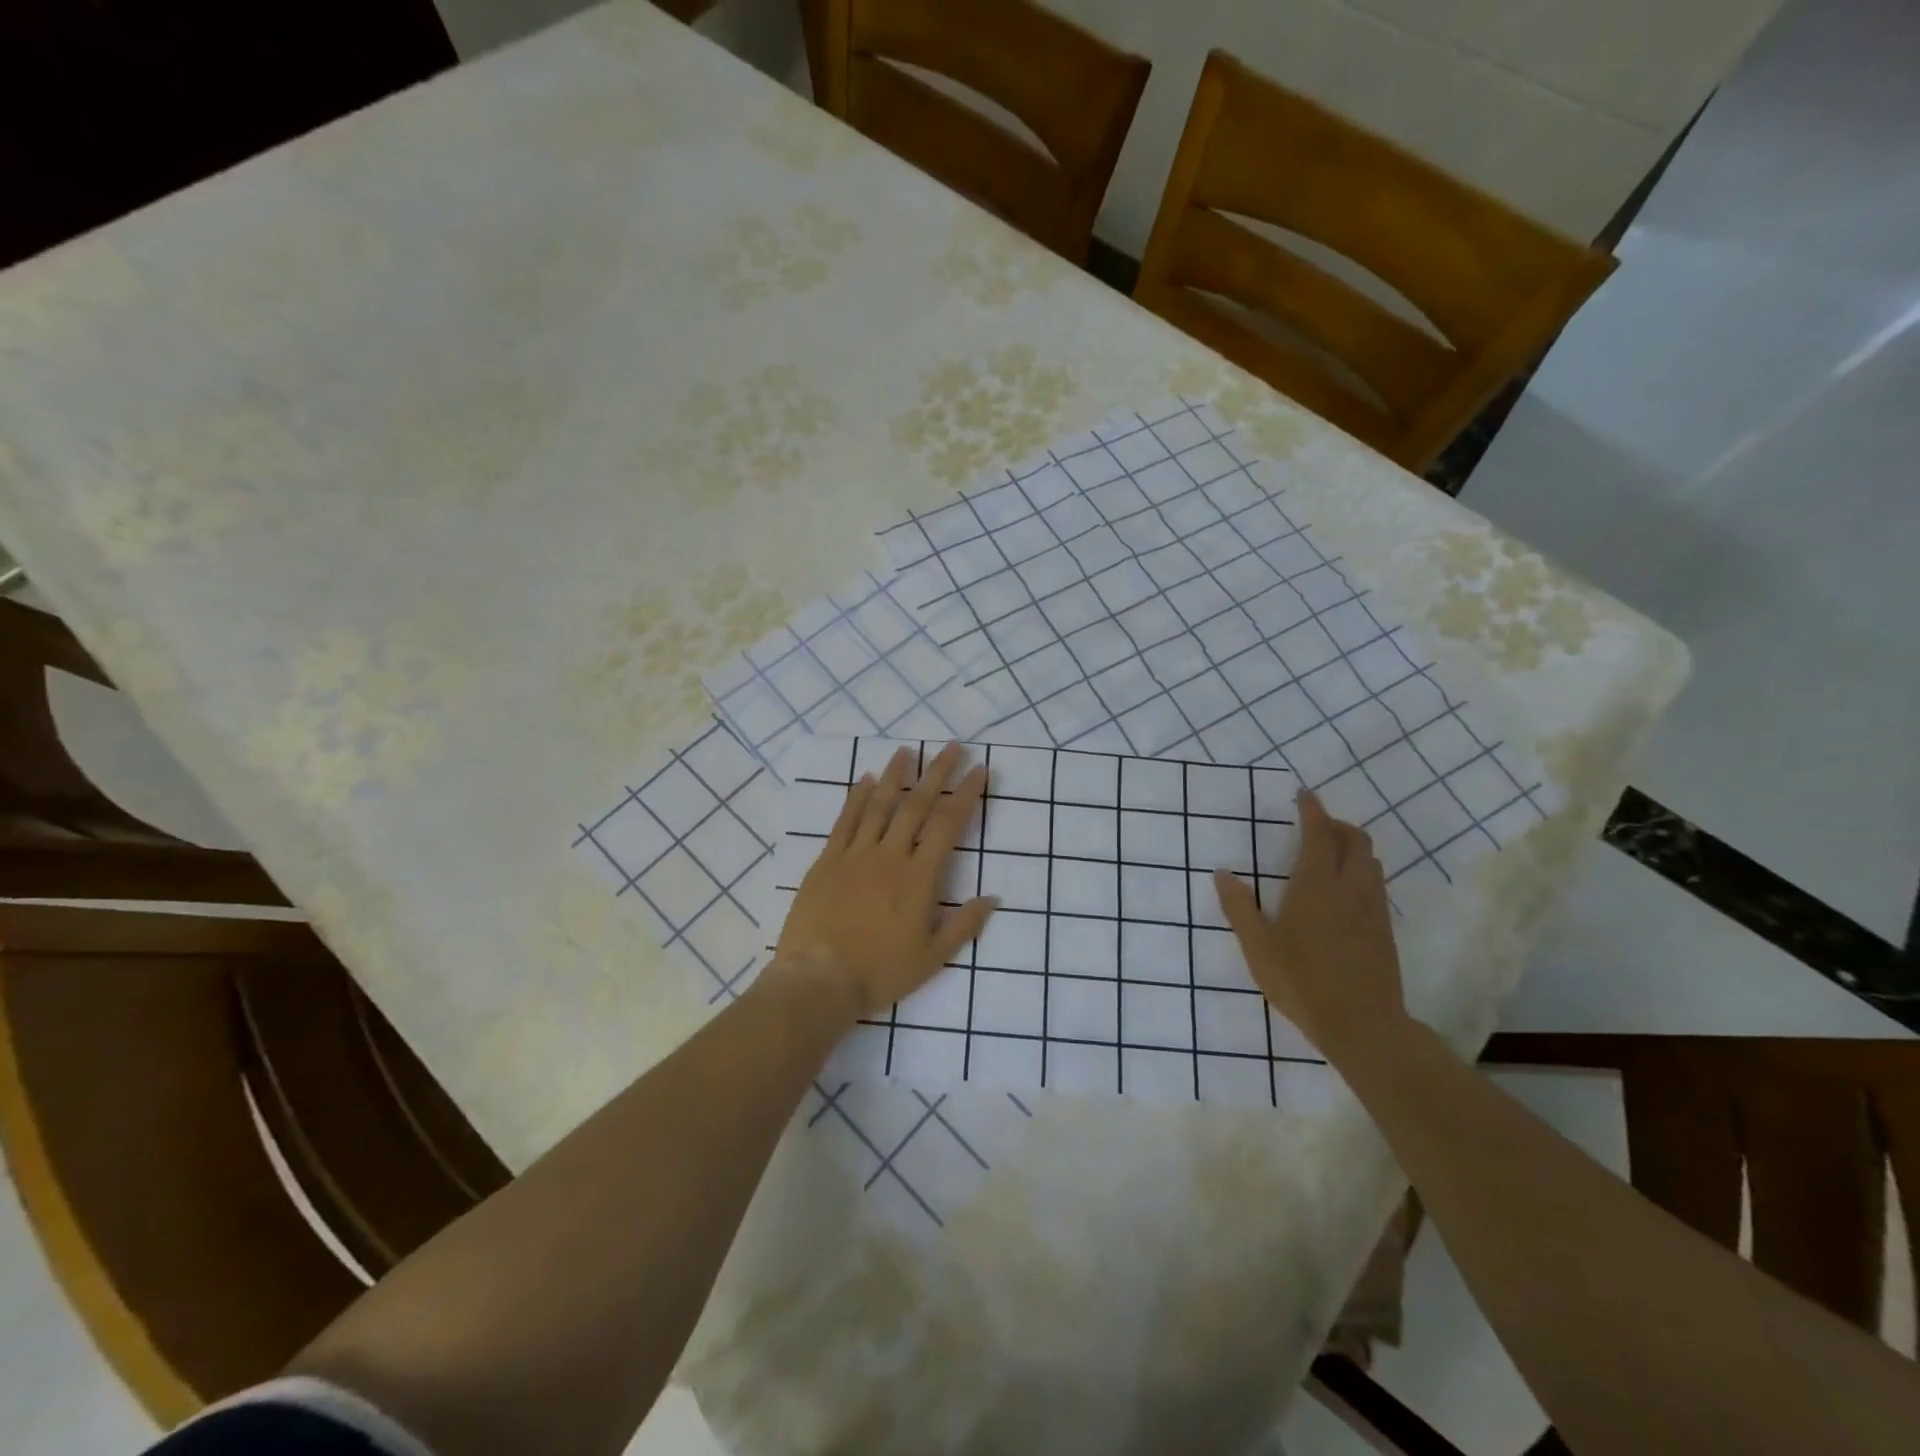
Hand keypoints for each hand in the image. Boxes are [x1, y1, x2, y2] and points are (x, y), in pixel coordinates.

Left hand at [773, 743, 995, 1022]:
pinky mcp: (827, 861)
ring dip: (896, 776)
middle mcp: (890, 856)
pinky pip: (845, 821)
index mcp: (919, 878)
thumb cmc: (880, 972)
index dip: (966, 795)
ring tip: (907, 751)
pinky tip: (866, 780)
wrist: (818, 980)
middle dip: (937, 773)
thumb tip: (992, 897)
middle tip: (952, 746)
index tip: (980, 770)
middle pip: (917, 805)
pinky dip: (857, 798)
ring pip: (880, 806)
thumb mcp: (932, 958)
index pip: (948, 825)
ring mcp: (855, 855)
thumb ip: (964, 925)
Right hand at [1214, 788, 1404, 1059]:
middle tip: (1316, 826)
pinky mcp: (1384, 929)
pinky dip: (1362, 872)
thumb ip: (1239, 907)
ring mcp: (1373, 909)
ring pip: (1371, 862)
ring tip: (1330, 856)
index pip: (1319, 834)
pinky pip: (1376, 884)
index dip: (1313, 810)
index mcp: (1316, 885)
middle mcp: (1349, 888)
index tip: (1304, 795)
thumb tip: (1223, 873)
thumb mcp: (1258, 947)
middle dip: (1337, 825)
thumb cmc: (1302, 982)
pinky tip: (1344, 893)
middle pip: (1356, 840)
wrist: (1363, 1025)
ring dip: (1353, 848)